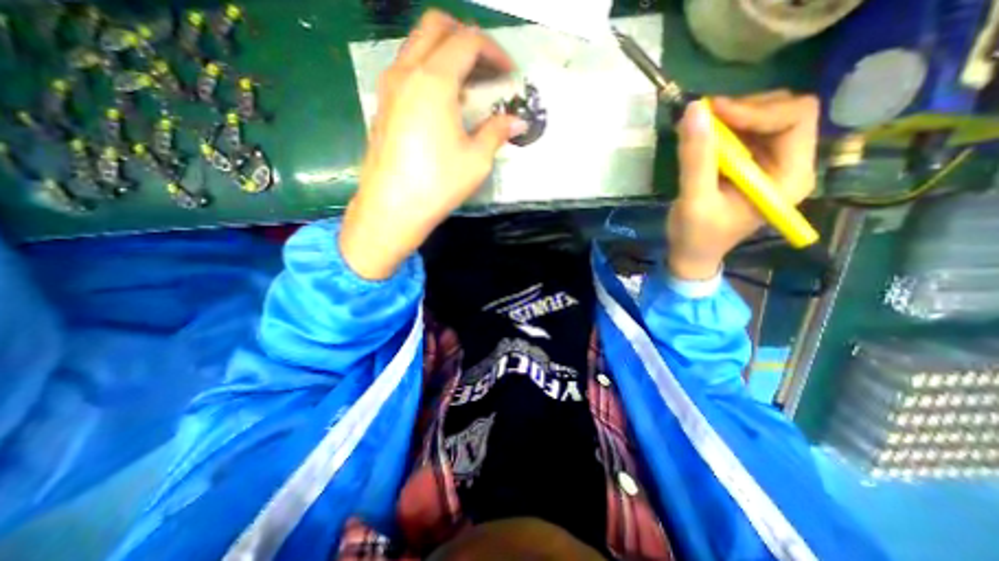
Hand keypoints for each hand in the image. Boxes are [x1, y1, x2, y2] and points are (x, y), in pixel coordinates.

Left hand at [342, 8, 525, 279]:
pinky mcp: (383, 105)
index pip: (468, 42)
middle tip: (487, 67)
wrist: (392, 208)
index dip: (495, 52)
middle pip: (436, 27)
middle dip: (467, 38)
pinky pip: (407, 69)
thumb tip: (518, 122)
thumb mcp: (476, 159)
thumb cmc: (437, 183)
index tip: (510, 74)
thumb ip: (497, 132)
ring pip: (418, 45)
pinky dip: (429, 70)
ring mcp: (389, 86)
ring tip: (468, 85)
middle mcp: (407, 71)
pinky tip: (443, 102)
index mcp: (434, 80)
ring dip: (446, 52)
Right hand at [663, 90, 818, 279]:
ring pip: (765, 117)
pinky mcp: (751, 165)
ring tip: (698, 129)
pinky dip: (723, 128)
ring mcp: (770, 164)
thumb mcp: (694, 200)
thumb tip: (694, 110)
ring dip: (731, 118)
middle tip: (704, 119)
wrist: (692, 254)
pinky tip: (701, 138)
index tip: (712, 113)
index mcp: (788, 177)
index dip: (756, 110)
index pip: (795, 119)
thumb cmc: (696, 235)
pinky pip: (745, 132)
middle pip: (784, 112)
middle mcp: (789, 164)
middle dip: (743, 110)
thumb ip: (696, 159)